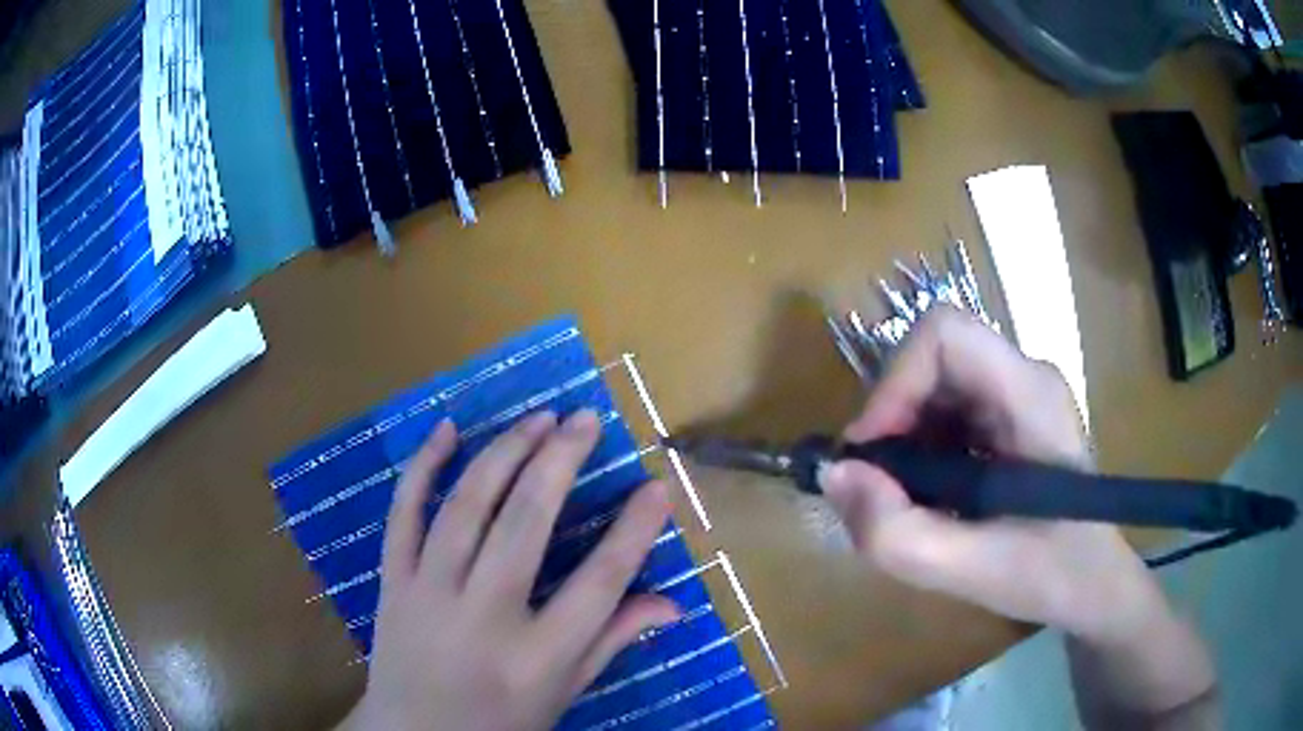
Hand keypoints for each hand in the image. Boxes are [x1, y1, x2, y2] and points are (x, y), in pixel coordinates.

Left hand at [341, 410, 678, 730]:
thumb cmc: (500, 723)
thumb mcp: (564, 693)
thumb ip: (612, 641)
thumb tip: (673, 603)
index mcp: (537, 658)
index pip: (599, 583)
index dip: (634, 530)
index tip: (658, 486)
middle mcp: (482, 618)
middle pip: (525, 525)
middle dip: (560, 462)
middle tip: (586, 418)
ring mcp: (429, 593)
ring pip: (466, 507)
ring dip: (504, 454)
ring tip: (538, 419)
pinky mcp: (392, 581)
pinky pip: (403, 514)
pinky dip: (423, 467)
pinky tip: (448, 429)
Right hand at [821, 307, 1161, 643]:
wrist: (1092, 584)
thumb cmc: (1052, 575)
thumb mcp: (971, 571)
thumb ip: (897, 534)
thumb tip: (835, 476)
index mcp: (1030, 395)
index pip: (945, 334)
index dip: (895, 384)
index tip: (871, 456)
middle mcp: (1024, 376)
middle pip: (933, 357)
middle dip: (893, 419)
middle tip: (880, 488)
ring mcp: (1017, 392)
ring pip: (933, 383)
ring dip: (903, 438)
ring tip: (906, 501)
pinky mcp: (1008, 415)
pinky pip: (945, 409)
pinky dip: (919, 450)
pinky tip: (931, 497)